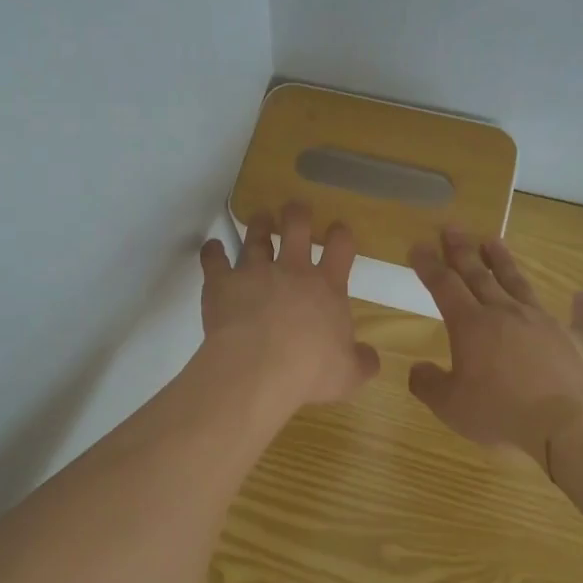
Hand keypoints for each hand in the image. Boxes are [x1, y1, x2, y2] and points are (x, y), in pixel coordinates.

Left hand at [200, 202, 380, 406]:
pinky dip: (212, 252)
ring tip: (260, 217)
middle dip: (297, 214)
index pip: (340, 247)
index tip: (338, 229)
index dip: (340, 234)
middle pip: (296, 228)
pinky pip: (214, 259)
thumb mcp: (348, 374)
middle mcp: (292, 271)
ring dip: (259, 225)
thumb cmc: (309, 371)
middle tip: (295, 208)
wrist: (258, 369)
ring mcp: (255, 272)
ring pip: (256, 237)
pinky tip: (212, 248)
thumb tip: (370, 357)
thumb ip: (362, 362)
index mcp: (327, 288)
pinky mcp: (222, 282)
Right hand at [407, 228, 582, 464]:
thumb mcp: (451, 406)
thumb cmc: (503, 413)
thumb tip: (417, 369)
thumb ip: (429, 385)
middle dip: (462, 251)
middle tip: (452, 228)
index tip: (418, 246)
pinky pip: (582, 318)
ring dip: (505, 263)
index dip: (428, 265)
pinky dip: (582, 307)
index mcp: (471, 326)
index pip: (443, 286)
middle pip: (479, 275)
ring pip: (520, 284)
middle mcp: (507, 313)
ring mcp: (547, 322)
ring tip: (494, 241)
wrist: (573, 425)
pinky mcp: (582, 339)